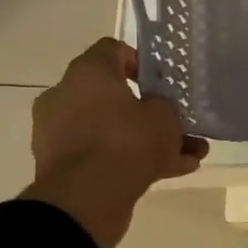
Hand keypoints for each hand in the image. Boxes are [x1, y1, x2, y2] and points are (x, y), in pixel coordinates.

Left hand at [24, 38, 208, 247]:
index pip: (113, 50)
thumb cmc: (127, 142)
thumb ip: (164, 105)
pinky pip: (104, 153)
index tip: (162, 82)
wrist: (86, 198)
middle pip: (114, 95)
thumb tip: (154, 107)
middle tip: (179, 124)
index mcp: (88, 73)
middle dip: (150, 111)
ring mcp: (60, 131)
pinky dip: (131, 160)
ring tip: (186, 156)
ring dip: (147, 139)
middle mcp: (66, 95)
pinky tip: (171, 172)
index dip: (141, 61)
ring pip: (113, 128)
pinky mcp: (62, 163)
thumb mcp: (164, 117)